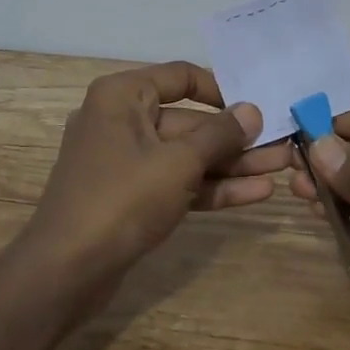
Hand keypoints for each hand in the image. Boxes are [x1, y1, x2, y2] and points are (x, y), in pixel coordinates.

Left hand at [28, 61, 292, 287]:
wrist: (65, 272)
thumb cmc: (122, 199)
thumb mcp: (178, 162)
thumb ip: (219, 135)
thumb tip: (252, 111)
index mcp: (122, 96)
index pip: (180, 77)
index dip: (221, 89)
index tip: (257, 104)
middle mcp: (121, 120)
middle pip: (189, 121)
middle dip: (236, 138)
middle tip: (283, 145)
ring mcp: (125, 161)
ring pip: (186, 156)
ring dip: (231, 164)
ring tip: (281, 169)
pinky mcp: (131, 196)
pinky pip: (176, 181)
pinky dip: (211, 187)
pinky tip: (255, 193)